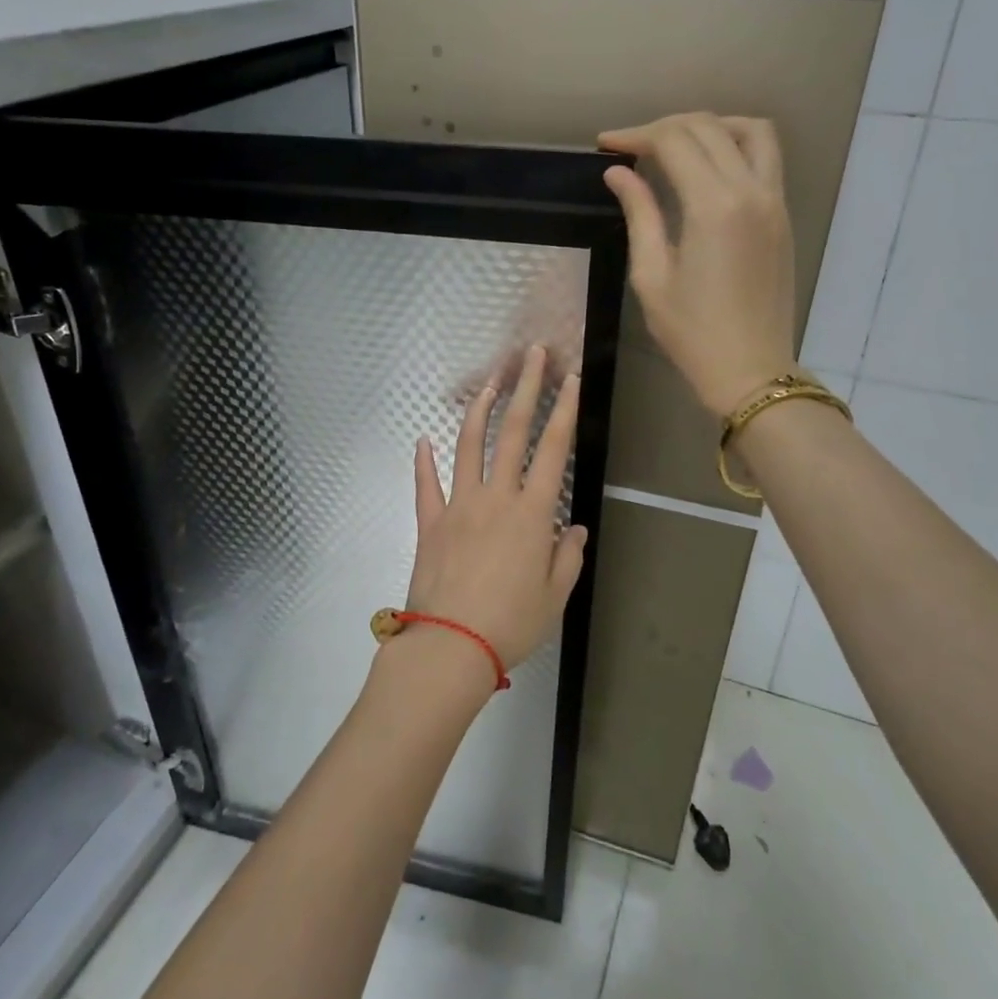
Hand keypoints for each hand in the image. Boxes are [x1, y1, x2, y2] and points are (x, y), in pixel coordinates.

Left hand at [406, 344, 588, 672]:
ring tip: (490, 381)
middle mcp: (496, 497)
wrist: (451, 645)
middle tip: (532, 354)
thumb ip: (567, 556)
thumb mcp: (555, 595)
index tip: (571, 379)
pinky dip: (423, 460)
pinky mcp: (430, 521)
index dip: (564, 410)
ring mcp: (459, 505)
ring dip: (480, 409)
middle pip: (512, 431)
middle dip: (526, 388)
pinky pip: (426, 484)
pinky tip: (422, 440)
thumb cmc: (512, 623)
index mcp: (532, 513)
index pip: (553, 449)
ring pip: (469, 445)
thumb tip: (575, 528)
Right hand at [599, 113, 798, 417]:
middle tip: (630, 146)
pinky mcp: (782, 215)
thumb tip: (618, 174)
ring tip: (675, 143)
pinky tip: (706, 166)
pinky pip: (765, 157)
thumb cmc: (691, 332)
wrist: (751, 370)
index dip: (636, 136)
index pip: (674, 142)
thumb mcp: (652, 276)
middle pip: (708, 128)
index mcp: (714, 207)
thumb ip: (639, 215)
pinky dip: (735, 144)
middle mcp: (751, 191)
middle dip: (664, 127)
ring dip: (710, 126)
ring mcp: (774, 201)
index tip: (606, 145)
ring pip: (750, 131)